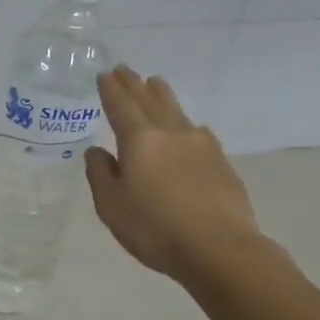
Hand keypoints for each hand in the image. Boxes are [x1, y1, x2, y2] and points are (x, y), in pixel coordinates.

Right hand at [83, 67, 272, 287]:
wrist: (219, 249)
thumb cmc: (154, 229)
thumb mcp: (111, 206)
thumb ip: (101, 174)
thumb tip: (97, 151)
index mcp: (140, 141)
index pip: (121, 107)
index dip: (111, 90)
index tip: (104, 74)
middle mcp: (171, 134)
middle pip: (150, 101)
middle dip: (135, 85)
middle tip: (124, 69)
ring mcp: (201, 146)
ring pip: (176, 111)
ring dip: (162, 95)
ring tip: (156, 83)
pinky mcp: (221, 162)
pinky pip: (196, 131)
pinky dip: (183, 122)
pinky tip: (187, 128)